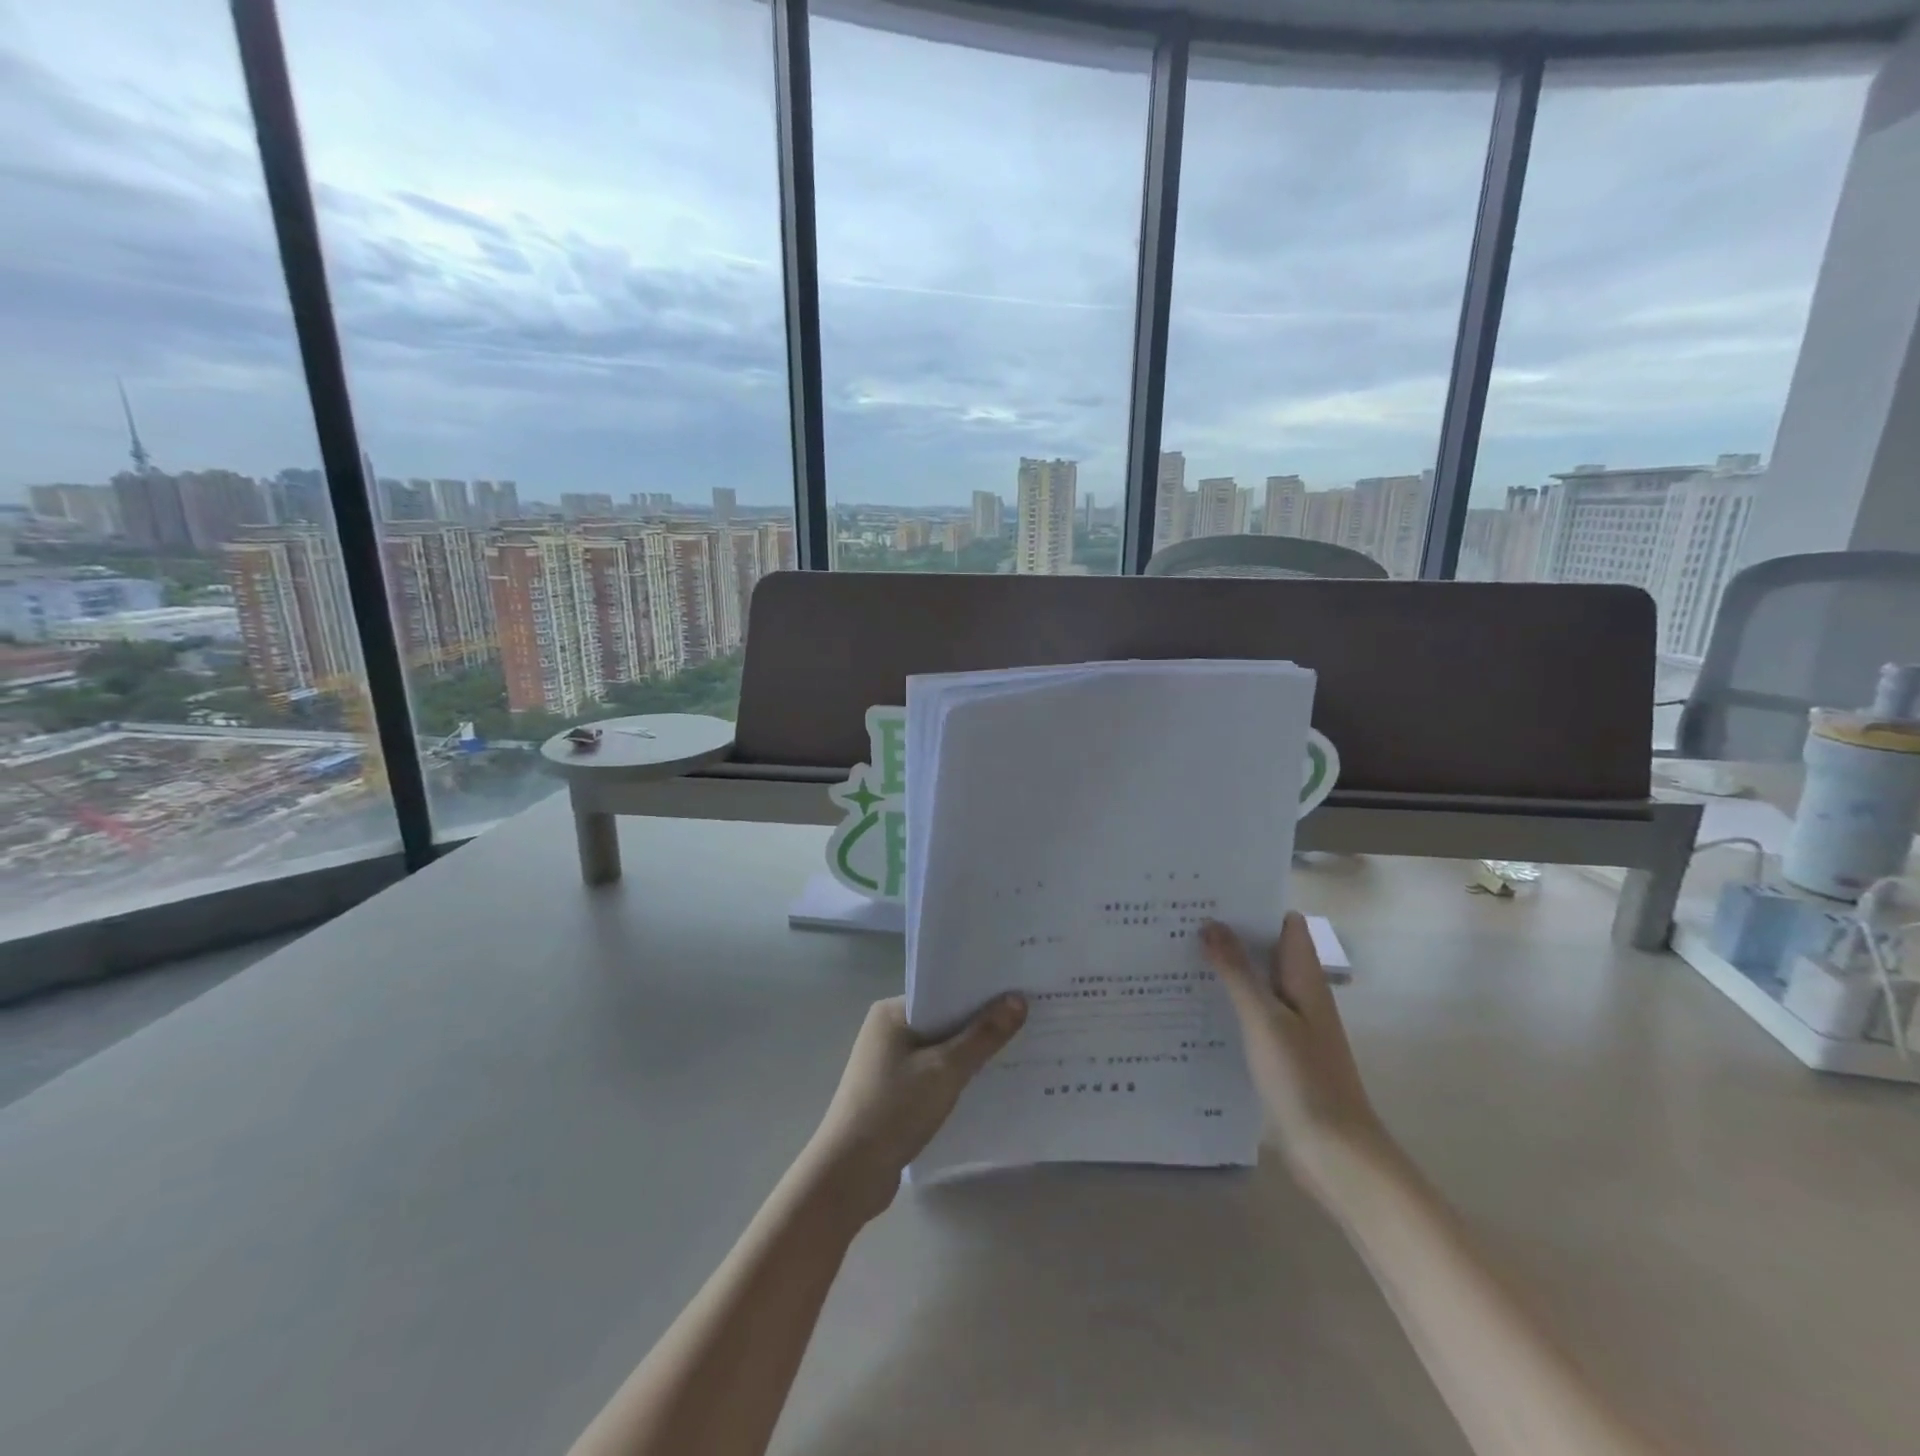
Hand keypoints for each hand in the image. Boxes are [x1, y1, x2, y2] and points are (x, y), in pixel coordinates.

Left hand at [804, 994, 1026, 1224]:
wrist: (848, 1175)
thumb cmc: (894, 1110)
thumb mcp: (945, 1070)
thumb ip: (983, 1035)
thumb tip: (1018, 999)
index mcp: (891, 1011)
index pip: (942, 990)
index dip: (980, 991)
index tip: (1019, 991)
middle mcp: (887, 1029)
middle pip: (943, 1018)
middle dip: (980, 1022)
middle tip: (1028, 1019)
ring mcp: (888, 1062)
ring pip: (939, 1047)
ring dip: (970, 1052)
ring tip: (1017, 1049)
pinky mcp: (892, 1091)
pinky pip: (932, 1072)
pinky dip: (956, 1075)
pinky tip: (986, 1083)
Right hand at [1201, 914, 1386, 1198]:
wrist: (1335, 1154)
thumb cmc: (1303, 1079)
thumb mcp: (1264, 1020)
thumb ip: (1237, 971)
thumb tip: (1212, 924)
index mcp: (1305, 978)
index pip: (1285, 923)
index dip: (1254, 906)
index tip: (1211, 896)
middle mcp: (1301, 994)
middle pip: (1267, 950)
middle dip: (1230, 935)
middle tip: (1180, 922)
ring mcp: (1292, 1025)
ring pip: (1257, 983)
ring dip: (1226, 969)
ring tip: (1177, 956)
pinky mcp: (1281, 1053)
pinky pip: (1251, 1014)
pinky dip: (1228, 1003)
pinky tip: (1193, 1007)